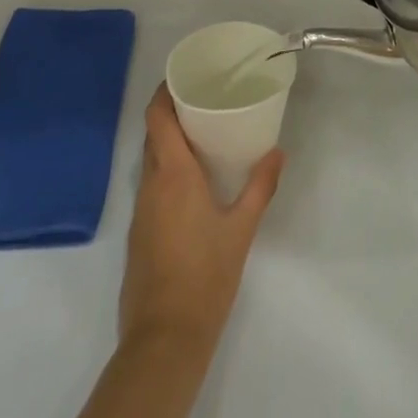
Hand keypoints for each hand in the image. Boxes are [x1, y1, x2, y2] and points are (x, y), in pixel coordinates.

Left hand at [119, 86, 283, 353]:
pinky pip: (151, 186)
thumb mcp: (241, 230)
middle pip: (152, 135)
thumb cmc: (205, 277)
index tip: (184, 76)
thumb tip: (278, 152)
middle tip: (204, 100)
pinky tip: (192, 181)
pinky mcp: (139, 235)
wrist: (164, 341)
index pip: (156, 118)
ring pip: (150, 161)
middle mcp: (150, 185)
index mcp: (172, 175)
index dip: (164, 92)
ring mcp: (140, 212)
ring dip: (169, 143)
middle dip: (172, 113)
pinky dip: (167, 170)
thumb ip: (260, 187)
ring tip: (202, 135)